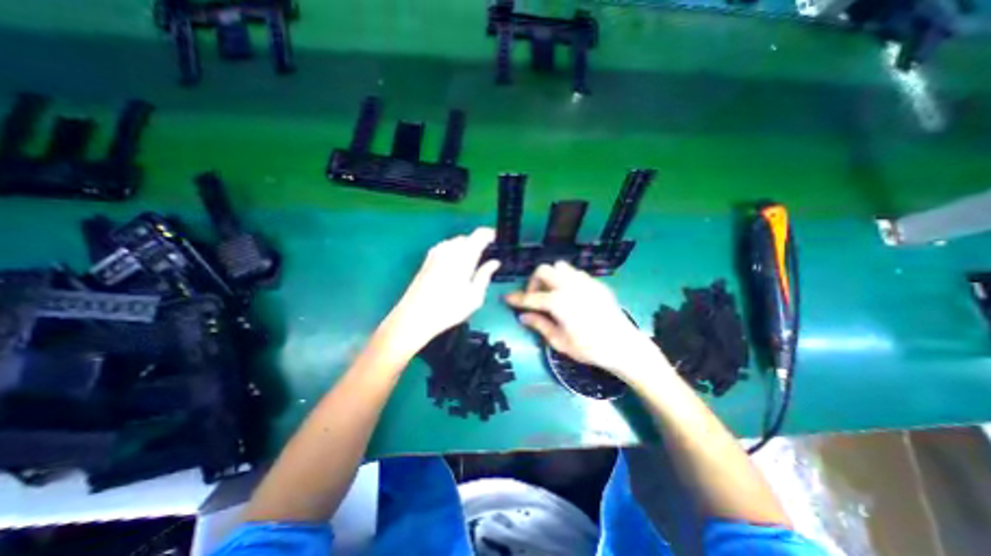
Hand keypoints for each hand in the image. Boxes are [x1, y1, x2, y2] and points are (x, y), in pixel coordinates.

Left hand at [383, 228, 499, 354]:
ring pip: (455, 242)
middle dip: (478, 243)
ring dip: (465, 248)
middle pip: (467, 238)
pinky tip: (455, 267)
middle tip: (486, 258)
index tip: (497, 242)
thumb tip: (494, 263)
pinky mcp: (427, 260)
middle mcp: (449, 250)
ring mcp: (435, 253)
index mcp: (464, 256)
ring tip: (471, 264)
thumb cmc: (448, 309)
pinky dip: (453, 252)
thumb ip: (485, 275)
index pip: (480, 235)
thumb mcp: (474, 296)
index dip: (491, 235)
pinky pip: (445, 248)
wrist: (415, 316)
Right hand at [507, 261, 669, 382]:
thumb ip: (540, 325)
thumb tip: (523, 316)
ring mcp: (585, 282)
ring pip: (561, 267)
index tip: (507, 298)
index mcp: (558, 302)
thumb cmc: (589, 348)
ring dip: (551, 277)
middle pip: (544, 270)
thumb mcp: (560, 341)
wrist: (623, 346)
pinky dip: (566, 279)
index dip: (516, 299)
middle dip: (534, 281)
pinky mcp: (596, 284)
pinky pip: (576, 273)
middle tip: (535, 297)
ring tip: (552, 294)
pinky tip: (570, 295)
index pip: (530, 297)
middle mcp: (569, 286)